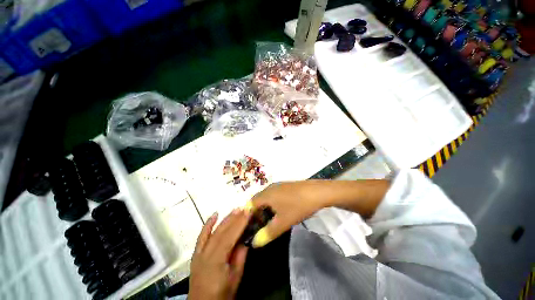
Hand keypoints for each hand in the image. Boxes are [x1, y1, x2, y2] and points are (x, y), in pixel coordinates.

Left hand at [189, 209, 249, 299]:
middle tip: (245, 208)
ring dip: (225, 219)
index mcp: (216, 261)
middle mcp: (206, 254)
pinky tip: (214, 215)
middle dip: (235, 218)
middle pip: (222, 232)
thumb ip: (240, 257)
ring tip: (236, 209)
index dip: (240, 223)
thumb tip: (245, 239)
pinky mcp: (196, 254)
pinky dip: (207, 224)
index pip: (230, 237)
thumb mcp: (235, 278)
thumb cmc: (221, 294)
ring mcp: (199, 253)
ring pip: (214, 232)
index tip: (249, 211)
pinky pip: (201, 236)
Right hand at [248, 181, 328, 247]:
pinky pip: (273, 195)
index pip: (249, 204)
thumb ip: (268, 233)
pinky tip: (280, 211)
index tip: (248, 227)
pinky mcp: (285, 186)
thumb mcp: (283, 222)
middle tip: (258, 226)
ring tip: (268, 220)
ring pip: (266, 197)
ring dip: (264, 208)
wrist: (317, 192)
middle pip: (257, 200)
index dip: (247, 216)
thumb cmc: (298, 206)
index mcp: (266, 194)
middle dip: (255, 213)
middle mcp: (269, 187)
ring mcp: (278, 185)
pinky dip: (272, 204)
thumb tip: (254, 242)